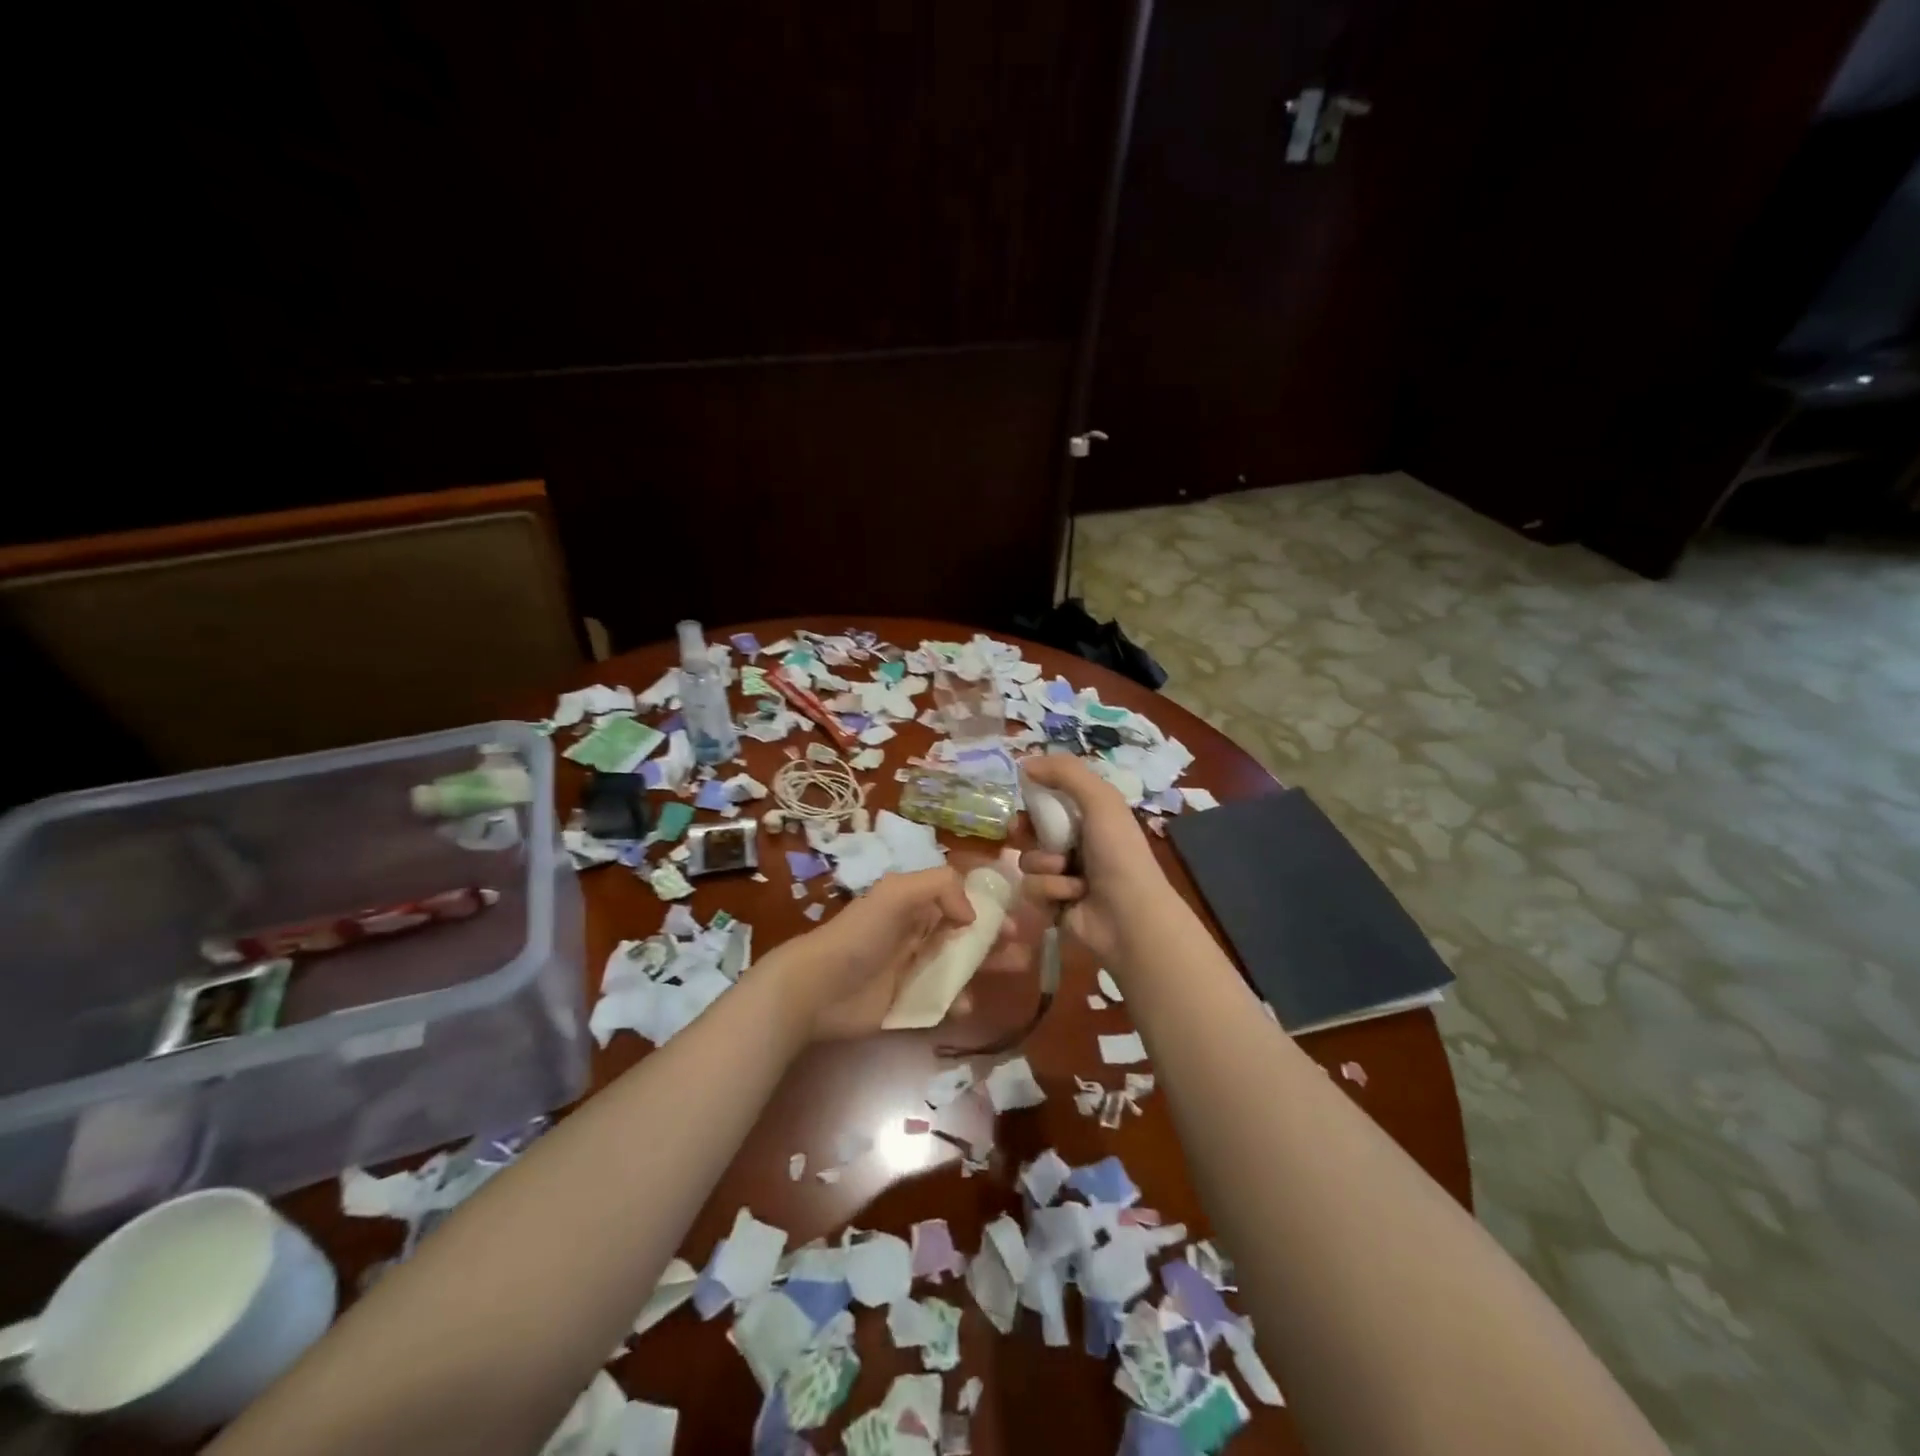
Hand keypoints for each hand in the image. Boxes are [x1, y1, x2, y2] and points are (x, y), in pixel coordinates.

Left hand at [775, 866, 1023, 1040]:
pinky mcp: (908, 1004)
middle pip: (965, 933)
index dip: (987, 905)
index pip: (958, 899)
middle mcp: (917, 934)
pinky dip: (959, 1001)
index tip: (1014, 913)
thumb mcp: (897, 893)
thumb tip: (971, 915)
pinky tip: (967, 1004)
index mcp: (914, 905)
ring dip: (987, 966)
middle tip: (1023, 945)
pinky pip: (943, 1001)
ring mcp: (913, 971)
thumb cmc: (859, 935)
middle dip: (995, 937)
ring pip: (960, 966)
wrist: (816, 989)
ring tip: (1016, 969)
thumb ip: (940, 888)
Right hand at [1018, 754, 1179, 970]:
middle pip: (1031, 829)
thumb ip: (1065, 773)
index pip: (1050, 798)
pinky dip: (1050, 890)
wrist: (1129, 916)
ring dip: (1045, 865)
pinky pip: (1032, 888)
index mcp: (1090, 816)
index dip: (1033, 795)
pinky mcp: (1054, 903)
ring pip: (1028, 860)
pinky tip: (1072, 896)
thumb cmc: (1118, 852)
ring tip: (1069, 874)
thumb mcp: (1100, 800)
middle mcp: (1076, 842)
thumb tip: (1024, 762)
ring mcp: (1064, 875)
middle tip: (1021, 831)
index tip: (1020, 792)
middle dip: (1026, 830)